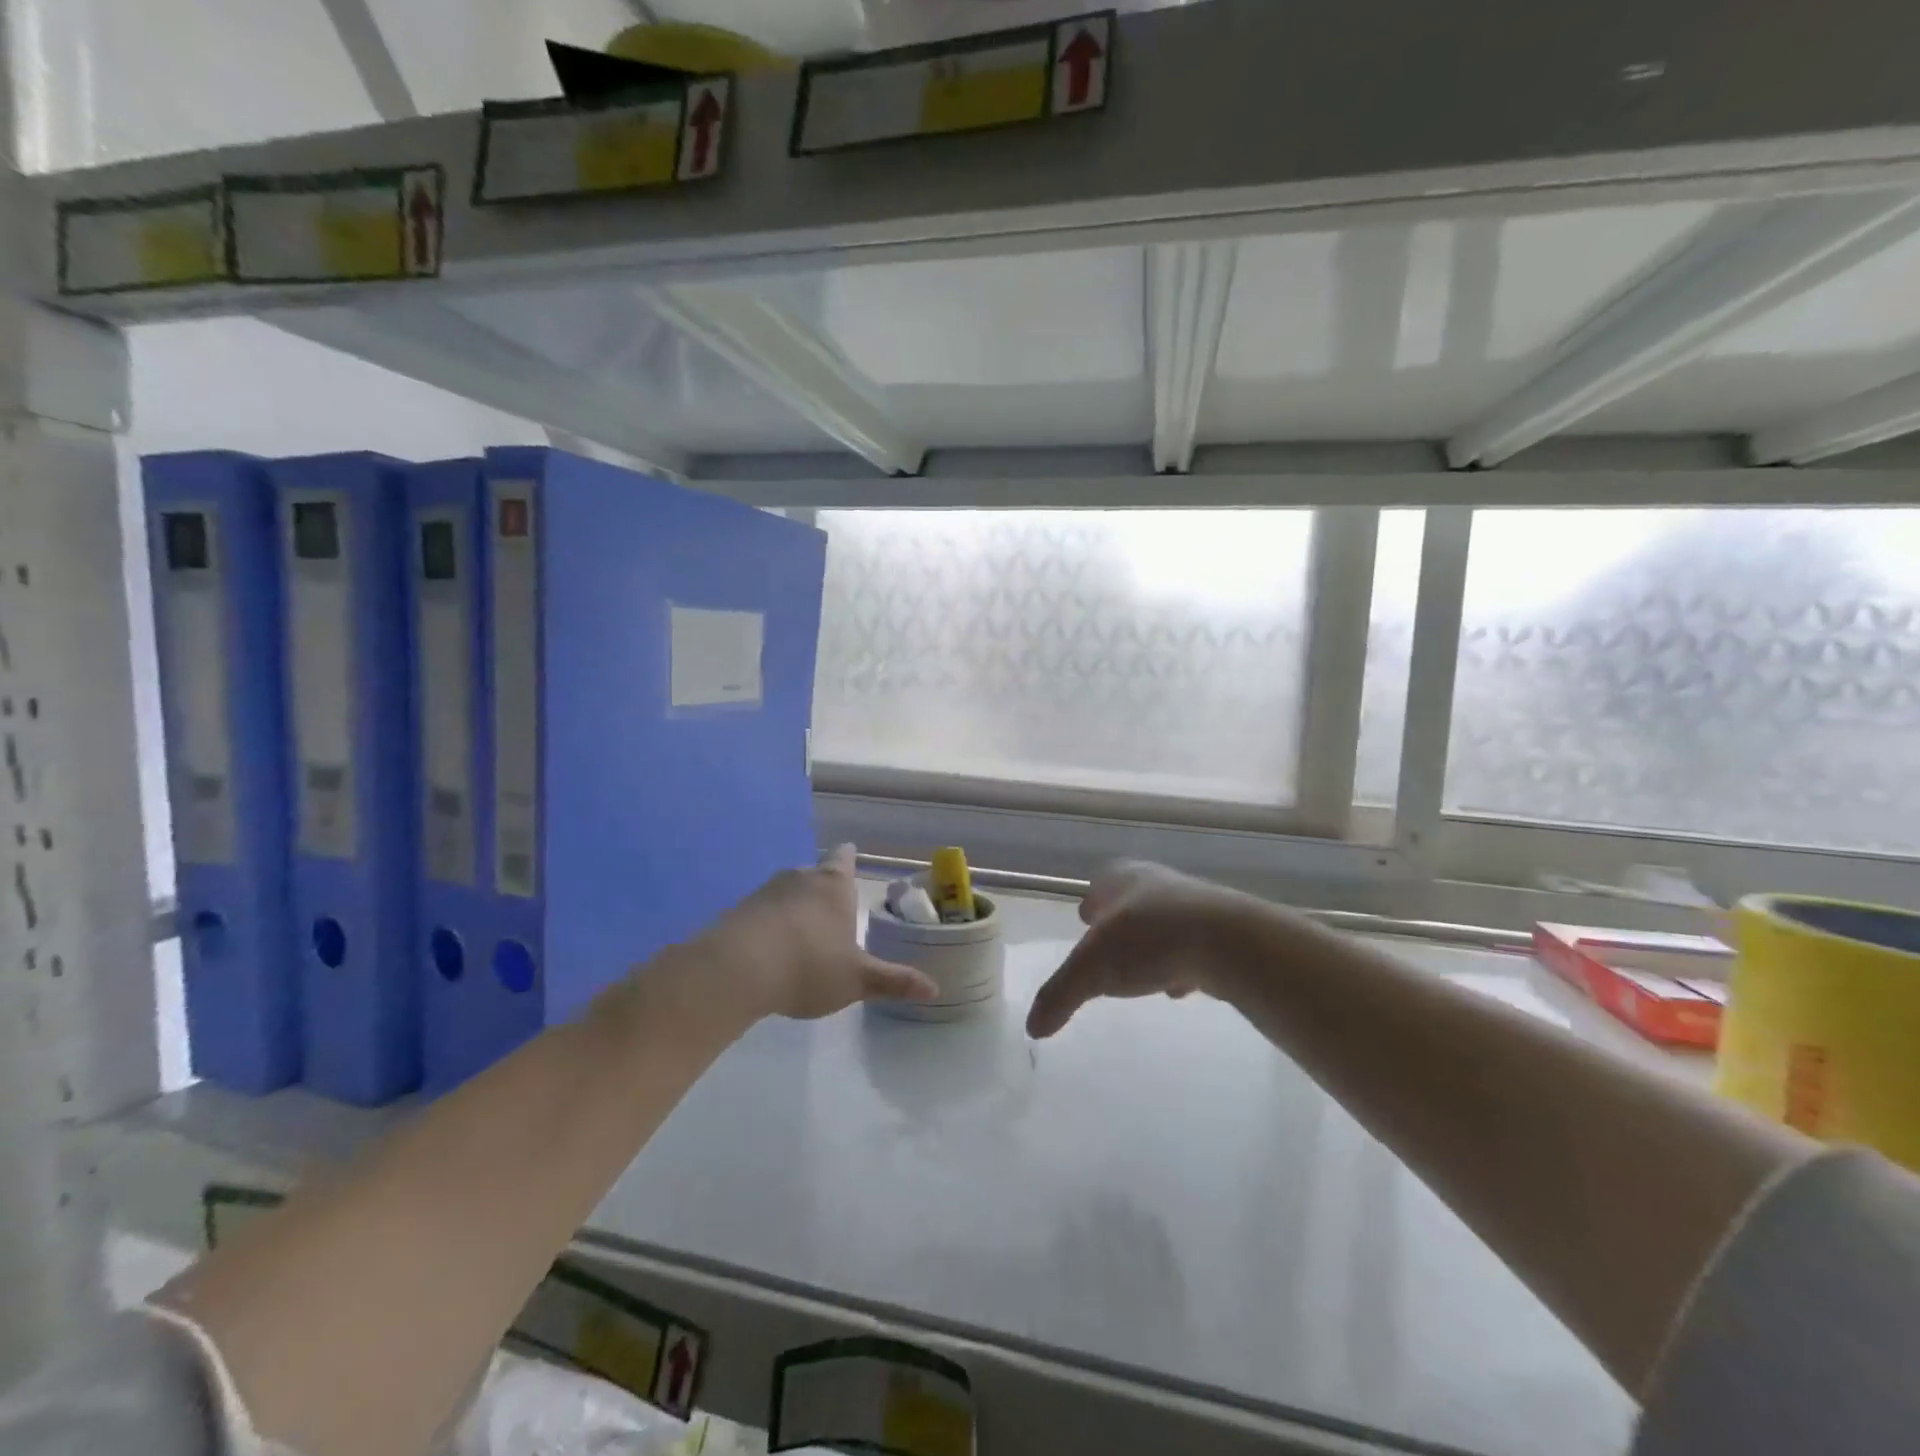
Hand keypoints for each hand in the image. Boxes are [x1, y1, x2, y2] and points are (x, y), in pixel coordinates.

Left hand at [700, 844, 936, 1021]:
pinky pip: (761, 913)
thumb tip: (934, 988)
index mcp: (833, 885)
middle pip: (814, 874)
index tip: (850, 858)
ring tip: (802, 937)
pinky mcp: (737, 912)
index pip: (844, 858)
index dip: (849, 859)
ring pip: (786, 892)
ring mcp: (765, 892)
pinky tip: (770, 953)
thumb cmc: (809, 965)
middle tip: (833, 913)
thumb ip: (894, 981)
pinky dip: (769, 925)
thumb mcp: (857, 979)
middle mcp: (799, 878)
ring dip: (795, 909)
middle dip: (823, 890)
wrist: (736, 970)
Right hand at [1026, 861, 1254, 1037]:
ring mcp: (1194, 905)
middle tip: (1113, 951)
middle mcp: (1158, 884)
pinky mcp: (1223, 931)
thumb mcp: (1092, 969)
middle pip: (1133, 902)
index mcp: (1122, 878)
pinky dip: (1183, 962)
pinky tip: (1182, 984)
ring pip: (1165, 923)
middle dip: (1123, 925)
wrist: (1228, 942)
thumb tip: (1033, 1027)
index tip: (1087, 922)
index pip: (1100, 883)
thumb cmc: (1149, 940)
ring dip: (1155, 945)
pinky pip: (1193, 946)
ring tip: (1147, 973)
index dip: (1092, 904)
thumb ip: (1060, 995)